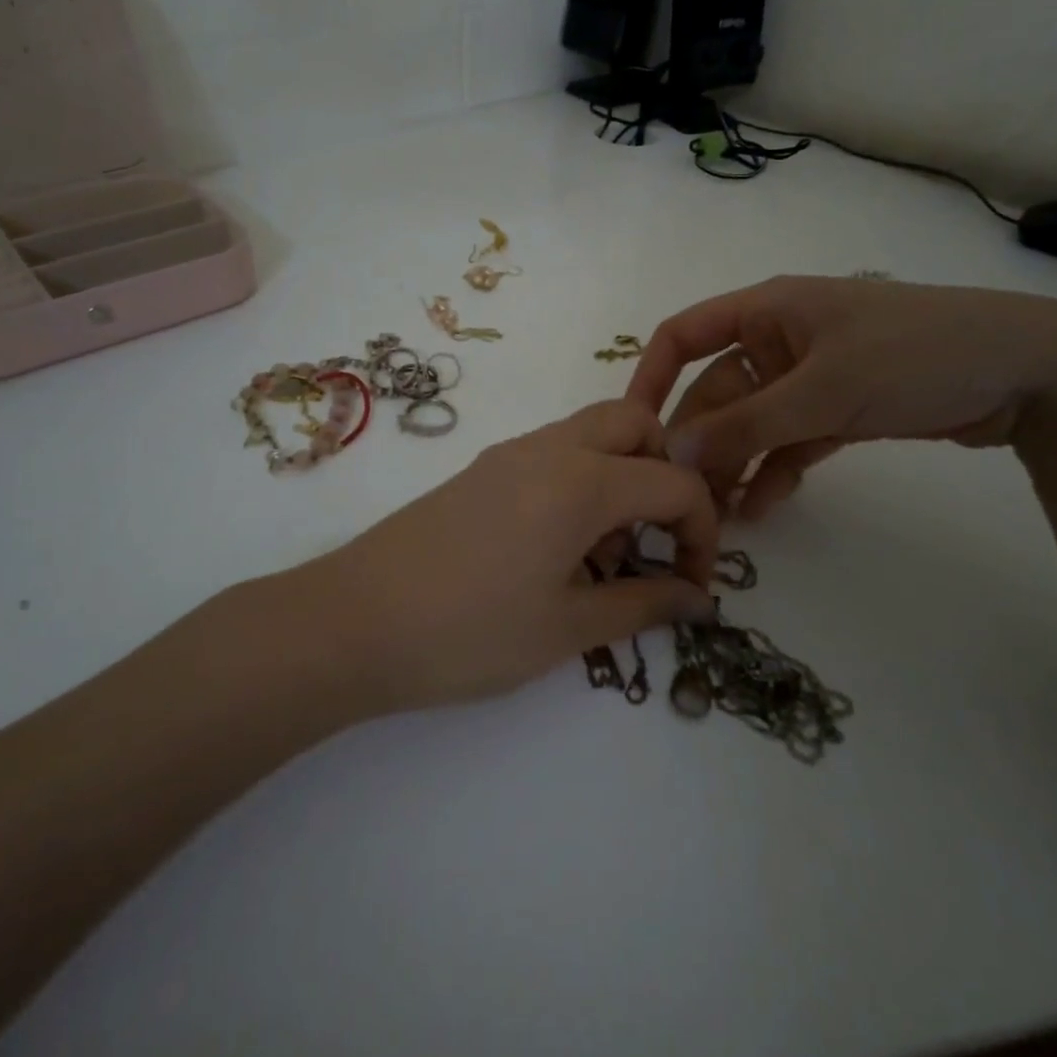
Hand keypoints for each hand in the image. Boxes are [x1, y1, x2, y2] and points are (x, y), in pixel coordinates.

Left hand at [299, 400, 719, 713]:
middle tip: (652, 540)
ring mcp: (509, 453)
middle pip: (635, 424)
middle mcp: (549, 448)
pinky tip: (556, 548)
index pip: (675, 482)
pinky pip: (553, 452)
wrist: (353, 622)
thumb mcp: (567, 628)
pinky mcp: (481, 470)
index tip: (693, 586)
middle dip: (664, 473)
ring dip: (620, 476)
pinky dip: (580, 481)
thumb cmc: (469, 632)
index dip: (703, 532)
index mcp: (581, 481)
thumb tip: (697, 598)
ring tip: (601, 555)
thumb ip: (643, 604)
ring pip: (591, 433)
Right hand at [626, 276, 1056, 518]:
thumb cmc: (913, 355)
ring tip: (717, 516)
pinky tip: (762, 508)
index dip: (651, 376)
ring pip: (751, 422)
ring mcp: (809, 377)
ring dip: (734, 464)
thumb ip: (744, 424)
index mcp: (766, 311)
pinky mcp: (839, 409)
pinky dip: (774, 470)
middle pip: (716, 391)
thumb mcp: (822, 390)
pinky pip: (789, 441)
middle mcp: (778, 340)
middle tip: (680, 498)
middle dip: (700, 441)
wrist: (1029, 371)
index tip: (634, 429)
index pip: (684, 335)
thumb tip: (672, 453)